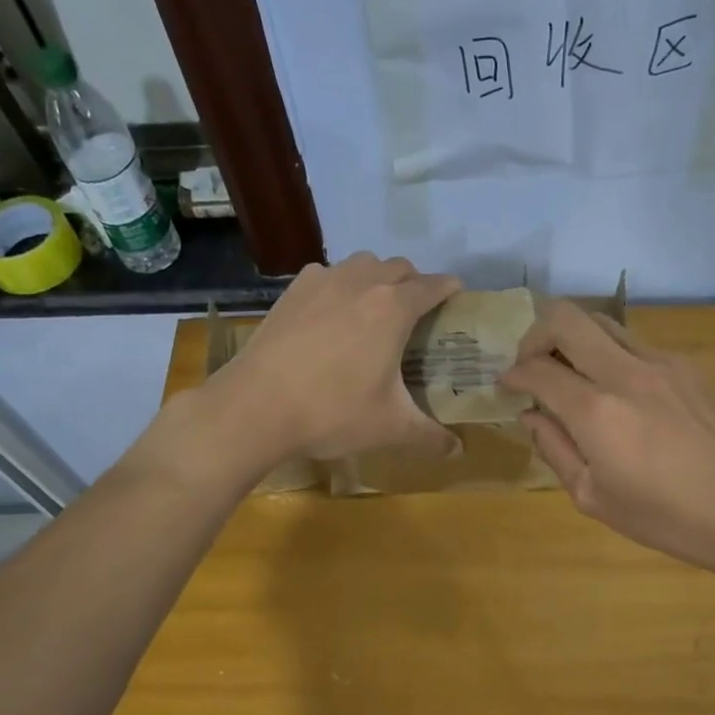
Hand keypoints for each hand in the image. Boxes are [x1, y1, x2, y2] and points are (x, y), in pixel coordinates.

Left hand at [208, 252, 462, 461]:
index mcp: (393, 308)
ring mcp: (323, 281)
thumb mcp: (389, 428)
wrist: (256, 406)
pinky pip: (327, 275)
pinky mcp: (292, 291)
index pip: (433, 286)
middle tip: (416, 314)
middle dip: (414, 283)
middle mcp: (362, 282)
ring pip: (362, 264)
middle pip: (399, 267)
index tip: (456, 299)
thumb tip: (458, 451)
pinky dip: (339, 285)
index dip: (449, 290)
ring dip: (377, 278)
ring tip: (374, 309)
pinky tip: (332, 314)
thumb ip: (430, 437)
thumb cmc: (333, 412)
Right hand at [500, 301, 714, 589]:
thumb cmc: (664, 517)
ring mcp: (663, 363)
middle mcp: (626, 373)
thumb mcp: (593, 497)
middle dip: (536, 334)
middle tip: (532, 363)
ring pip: (603, 323)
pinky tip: (619, 393)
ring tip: (572, 373)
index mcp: (597, 411)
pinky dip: (611, 356)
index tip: (506, 386)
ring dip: (575, 340)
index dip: (513, 374)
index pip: (538, 369)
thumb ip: (555, 448)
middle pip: (567, 318)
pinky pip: (636, 345)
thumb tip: (530, 415)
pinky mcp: (689, 366)